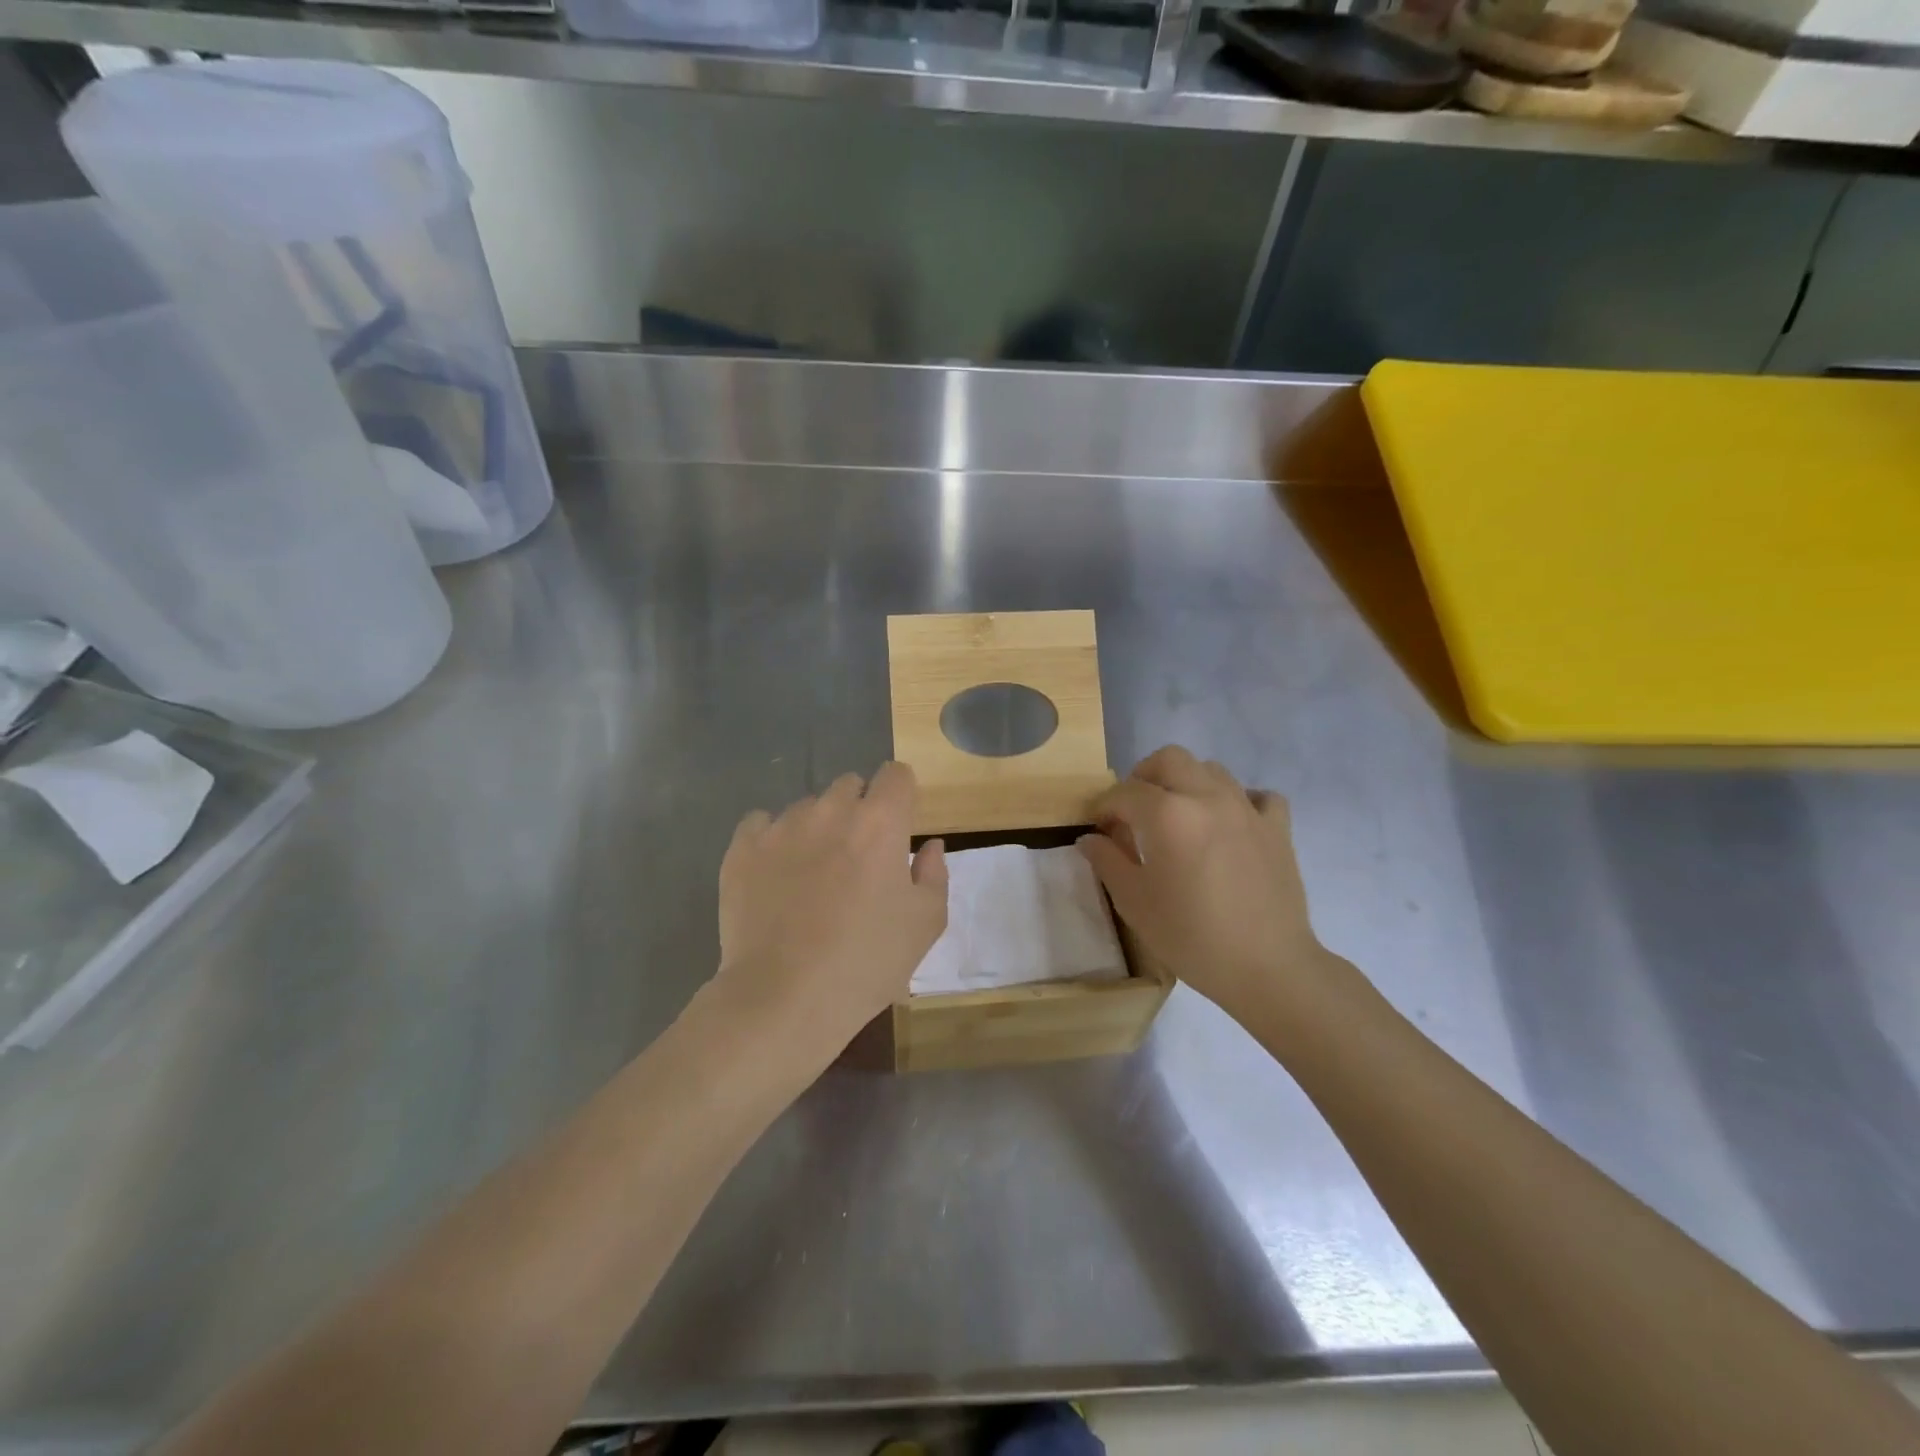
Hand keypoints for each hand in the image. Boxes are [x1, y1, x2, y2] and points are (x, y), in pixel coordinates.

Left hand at [713, 762, 947, 1073]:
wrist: (784, 998)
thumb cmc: (866, 962)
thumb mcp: (925, 924)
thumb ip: (934, 873)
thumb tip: (929, 845)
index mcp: (880, 822)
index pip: (896, 774)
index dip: (900, 796)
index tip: (897, 828)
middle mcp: (830, 810)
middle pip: (850, 786)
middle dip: (859, 811)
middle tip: (857, 858)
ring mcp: (781, 826)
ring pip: (806, 807)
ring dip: (816, 828)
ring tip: (811, 876)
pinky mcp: (742, 848)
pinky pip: (761, 824)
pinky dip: (772, 840)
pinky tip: (775, 876)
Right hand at [1078, 745, 1328, 1026]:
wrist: (1267, 967)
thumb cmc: (1191, 936)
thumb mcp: (1135, 902)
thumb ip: (1107, 861)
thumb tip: (1090, 838)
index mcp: (1168, 814)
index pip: (1125, 792)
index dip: (1104, 806)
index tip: (1098, 828)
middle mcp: (1207, 797)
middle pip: (1169, 760)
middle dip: (1143, 777)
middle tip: (1134, 810)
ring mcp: (1247, 809)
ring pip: (1211, 769)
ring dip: (1187, 783)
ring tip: (1178, 816)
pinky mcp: (1278, 827)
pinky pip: (1257, 796)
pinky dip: (1239, 801)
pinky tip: (1229, 825)